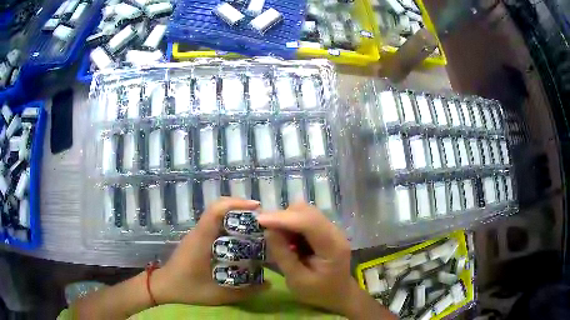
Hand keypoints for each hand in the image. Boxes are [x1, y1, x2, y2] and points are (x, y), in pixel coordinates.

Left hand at [152, 197, 268, 304]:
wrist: (164, 286)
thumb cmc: (187, 288)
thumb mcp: (217, 295)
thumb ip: (244, 292)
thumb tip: (269, 285)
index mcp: (201, 240)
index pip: (215, 211)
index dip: (236, 204)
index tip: (256, 207)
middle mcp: (199, 232)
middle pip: (219, 208)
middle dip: (241, 209)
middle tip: (262, 220)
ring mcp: (197, 234)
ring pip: (217, 215)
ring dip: (236, 216)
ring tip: (256, 227)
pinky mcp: (197, 239)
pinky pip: (214, 225)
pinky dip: (229, 225)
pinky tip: (241, 239)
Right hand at [257, 203, 355, 314]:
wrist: (339, 294)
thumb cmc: (318, 292)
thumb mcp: (297, 280)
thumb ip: (283, 256)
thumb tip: (268, 231)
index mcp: (333, 247)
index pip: (309, 223)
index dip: (283, 219)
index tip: (259, 220)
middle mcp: (335, 232)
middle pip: (307, 211)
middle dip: (283, 217)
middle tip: (265, 230)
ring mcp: (331, 228)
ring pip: (305, 211)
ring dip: (286, 220)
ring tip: (277, 238)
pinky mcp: (325, 229)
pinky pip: (305, 218)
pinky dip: (292, 224)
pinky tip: (287, 239)